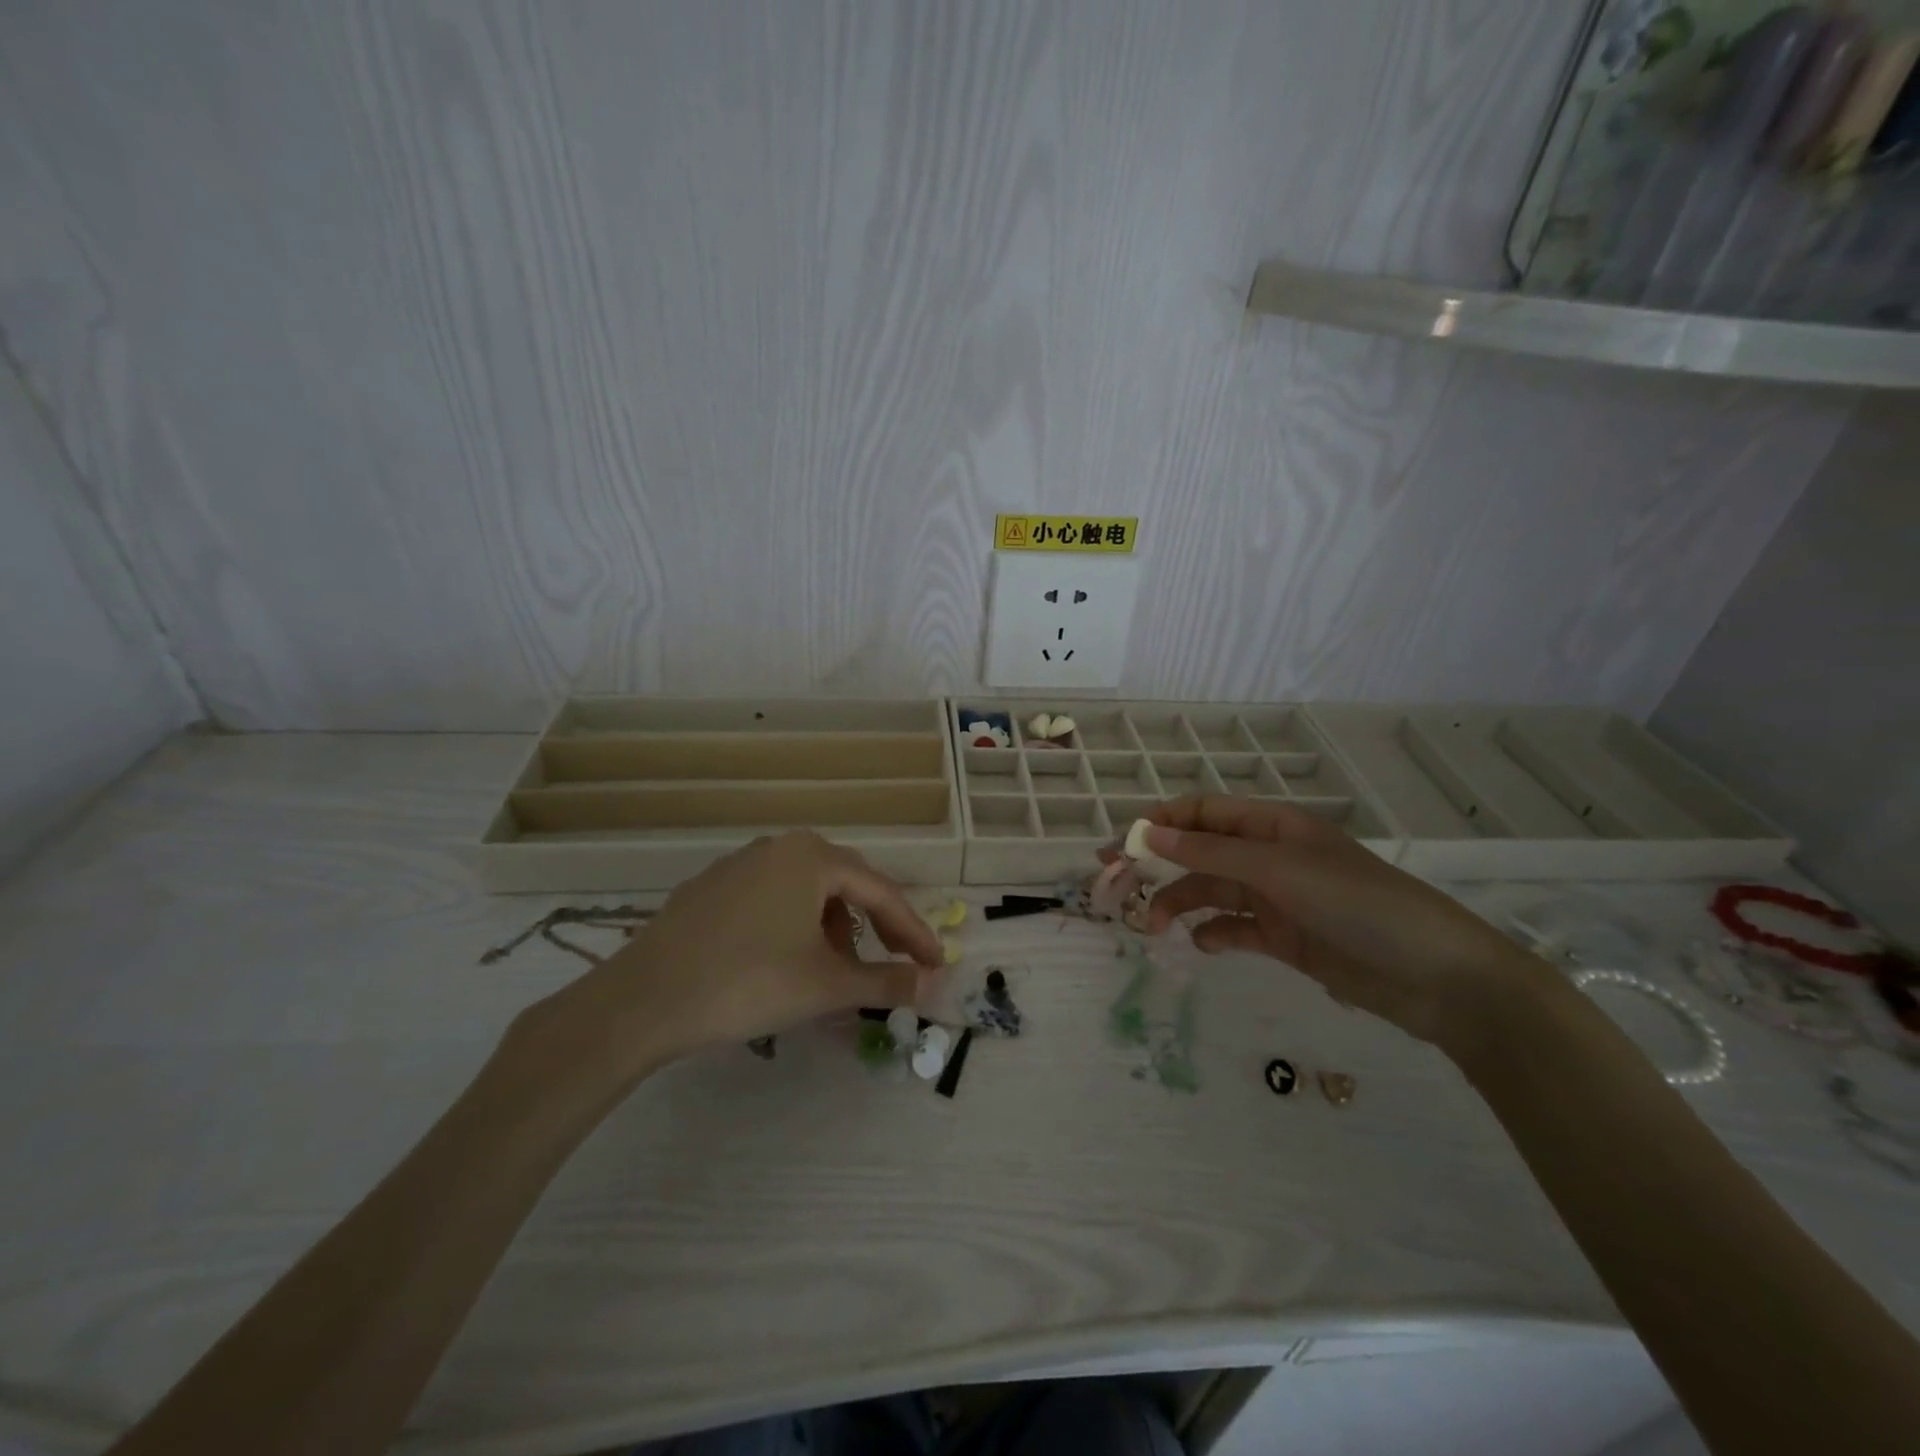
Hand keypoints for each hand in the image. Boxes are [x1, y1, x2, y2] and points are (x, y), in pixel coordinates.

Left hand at [502, 832, 944, 1096]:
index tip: (936, 963)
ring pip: (806, 893)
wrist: (641, 1001)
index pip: (880, 891)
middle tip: (893, 961)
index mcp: (812, 856)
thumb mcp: (827, 985)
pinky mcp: (710, 889)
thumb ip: (887, 979)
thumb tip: (933, 981)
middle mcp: (778, 847)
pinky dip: (794, 928)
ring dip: (832, 929)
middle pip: (844, 885)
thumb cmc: (748, 982)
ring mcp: (739, 865)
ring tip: (834, 971)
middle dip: (873, 926)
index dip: (913, 931)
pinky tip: (786, 963)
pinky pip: (771, 900)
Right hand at [1139, 797, 1543, 1052]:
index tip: (1122, 847)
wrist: (1438, 978)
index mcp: (1272, 826)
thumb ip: (1212, 854)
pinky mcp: (1286, 938)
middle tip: (1114, 885)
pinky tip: (1203, 946)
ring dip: (1179, 905)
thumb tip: (1149, 833)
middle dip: (1158, 866)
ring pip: (1211, 893)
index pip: (1202, 814)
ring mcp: (1277, 898)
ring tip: (1154, 928)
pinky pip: (1235, 928)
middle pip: (1199, 854)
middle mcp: (1270, 856)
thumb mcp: (1280, 871)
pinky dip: (1214, 934)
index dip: (1160, 824)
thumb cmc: (1359, 905)